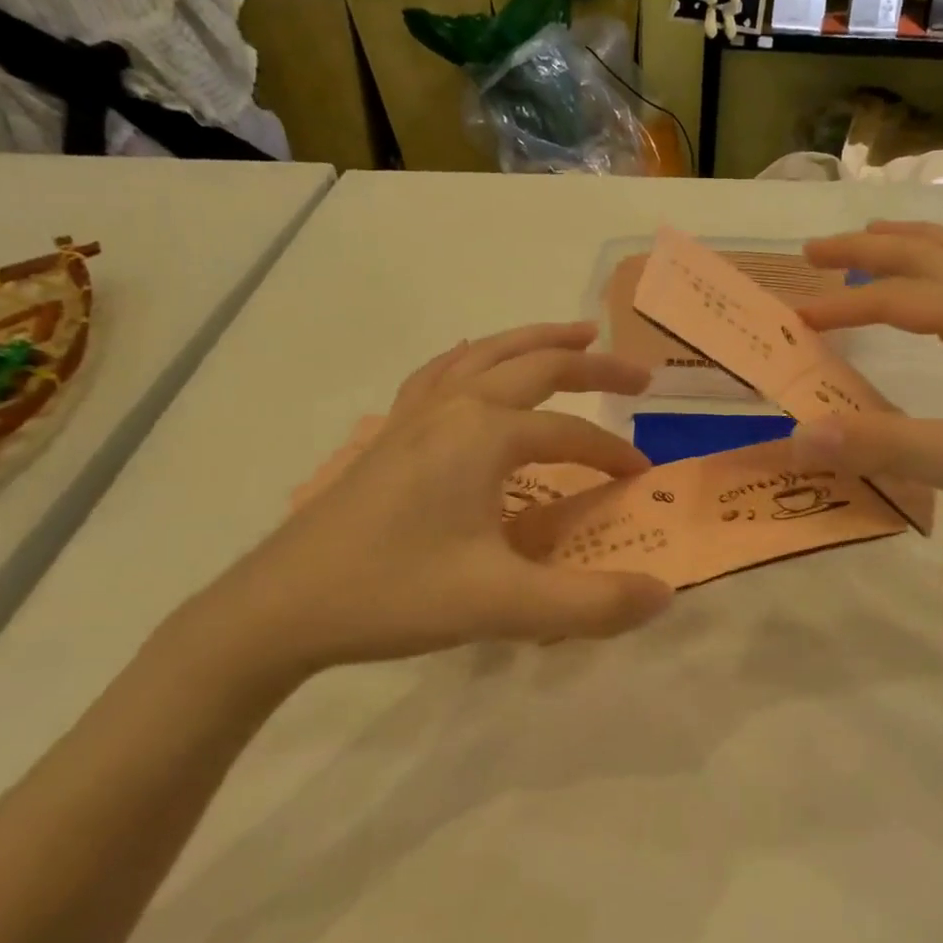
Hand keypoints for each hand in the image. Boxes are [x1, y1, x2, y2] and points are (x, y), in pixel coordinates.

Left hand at [174, 323, 673, 676]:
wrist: (280, 607)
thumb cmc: (394, 594)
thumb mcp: (502, 605)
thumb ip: (589, 603)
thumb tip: (663, 595)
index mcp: (483, 435)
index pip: (569, 434)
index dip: (611, 455)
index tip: (641, 477)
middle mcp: (452, 408)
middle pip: (535, 366)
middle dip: (591, 366)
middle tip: (636, 374)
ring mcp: (413, 415)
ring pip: (485, 355)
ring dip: (535, 341)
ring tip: (574, 335)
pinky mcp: (388, 434)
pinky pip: (441, 373)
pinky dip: (475, 358)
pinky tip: (476, 366)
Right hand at [794, 223, 942, 563]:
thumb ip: (886, 446)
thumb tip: (800, 434)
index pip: (907, 296)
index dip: (847, 304)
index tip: (797, 318)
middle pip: (936, 255)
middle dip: (872, 247)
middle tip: (815, 252)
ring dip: (914, 245)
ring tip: (871, 243)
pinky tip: (932, 298)